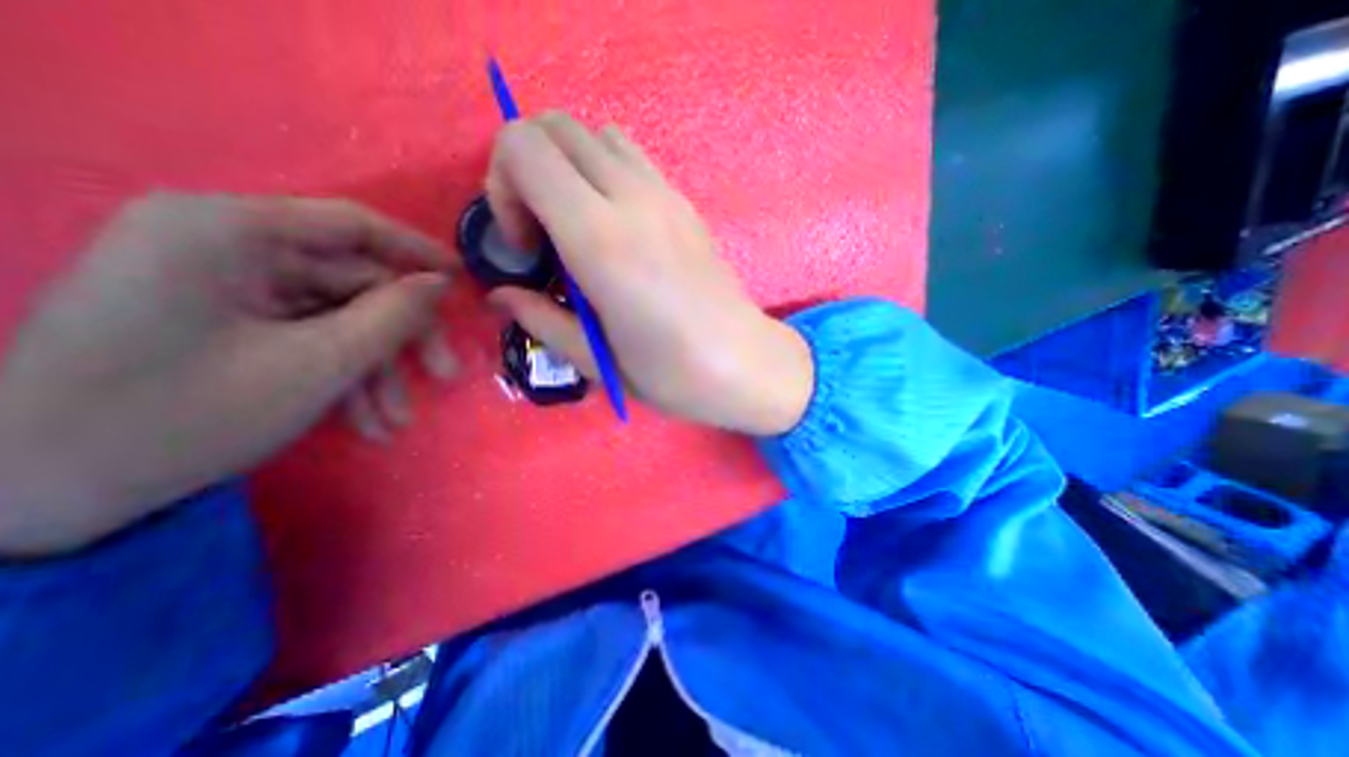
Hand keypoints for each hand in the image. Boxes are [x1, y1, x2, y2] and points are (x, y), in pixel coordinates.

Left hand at [0, 191, 456, 554]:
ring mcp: (219, 287)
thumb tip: (440, 285)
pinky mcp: (219, 323)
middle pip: (352, 284)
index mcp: (228, 231)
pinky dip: (341, 379)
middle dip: (401, 339)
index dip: (418, 253)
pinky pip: (305, 339)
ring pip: (336, 319)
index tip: (464, 283)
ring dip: (375, 371)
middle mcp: (222, 246)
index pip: (352, 225)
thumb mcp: (320, 362)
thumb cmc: (186, 415)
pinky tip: (365, 423)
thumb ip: (394, 315)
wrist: (32, 496)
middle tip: (444, 377)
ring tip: (395, 421)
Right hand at [492, 109, 814, 434]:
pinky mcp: (686, 203)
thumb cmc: (670, 374)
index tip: (524, 247)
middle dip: (529, 170)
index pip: (523, 148)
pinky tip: (616, 230)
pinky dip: (606, 175)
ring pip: (598, 135)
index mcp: (600, 240)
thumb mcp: (595, 360)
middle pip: (556, 127)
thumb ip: (540, 319)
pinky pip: (633, 159)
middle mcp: (633, 200)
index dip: (502, 187)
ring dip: (570, 168)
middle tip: (543, 235)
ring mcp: (666, 195)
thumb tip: (501, 295)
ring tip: (578, 229)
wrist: (743, 363)